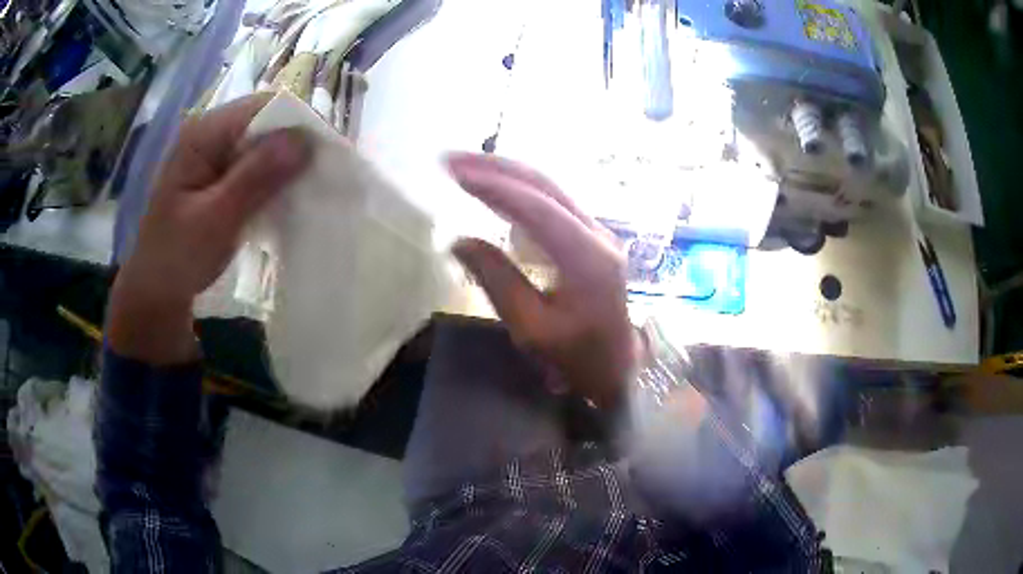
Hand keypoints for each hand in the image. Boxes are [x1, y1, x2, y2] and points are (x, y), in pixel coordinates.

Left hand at [108, 94, 311, 363]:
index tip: (329, 155)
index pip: (263, 107)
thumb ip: (255, 177)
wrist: (156, 289)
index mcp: (203, 134)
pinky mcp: (220, 171)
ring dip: (288, 161)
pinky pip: (257, 161)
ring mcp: (215, 151)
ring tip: (310, 186)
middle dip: (296, 143)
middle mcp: (210, 132)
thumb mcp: (215, 220)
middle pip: (266, 119)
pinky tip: (286, 195)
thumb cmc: (177, 258)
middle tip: (323, 175)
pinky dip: (276, 176)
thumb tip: (305, 140)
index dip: (299, 123)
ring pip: (265, 141)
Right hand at [447, 153, 641, 408]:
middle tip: (451, 159)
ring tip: (466, 167)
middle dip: (496, 167)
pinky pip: (553, 202)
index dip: (495, 187)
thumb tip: (458, 240)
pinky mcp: (591, 237)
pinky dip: (520, 191)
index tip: (455, 174)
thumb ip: (497, 280)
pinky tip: (495, 190)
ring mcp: (598, 232)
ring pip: (550, 189)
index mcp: (588, 258)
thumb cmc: (576, 357)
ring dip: (507, 174)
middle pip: (545, 186)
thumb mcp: (531, 328)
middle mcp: (598, 234)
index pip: (537, 208)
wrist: (616, 368)